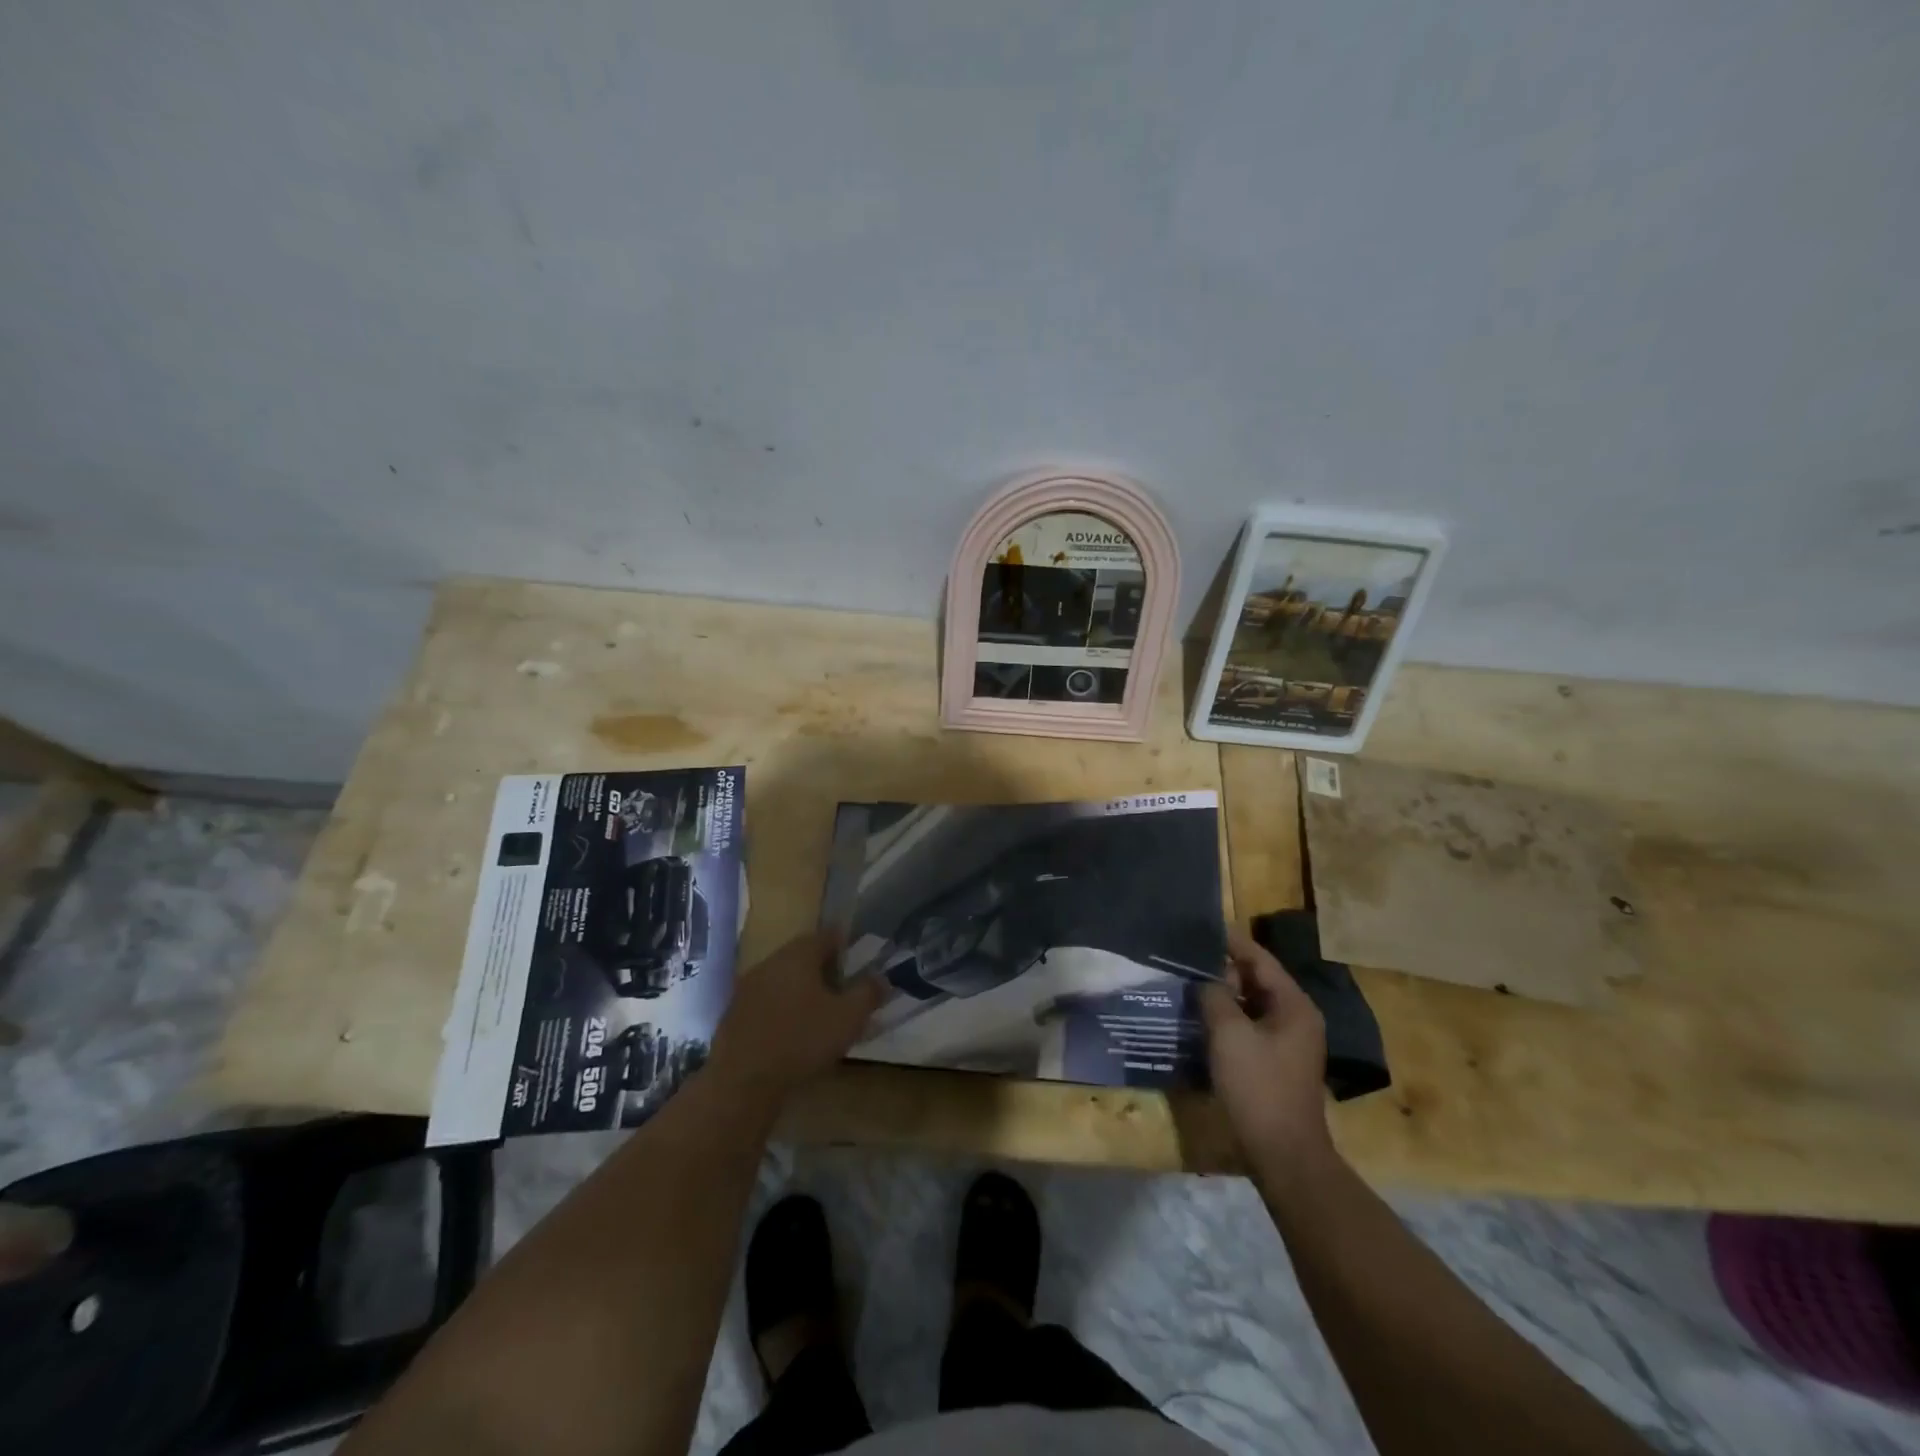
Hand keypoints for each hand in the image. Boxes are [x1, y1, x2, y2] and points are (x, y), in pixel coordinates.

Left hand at [709, 931, 883, 1106]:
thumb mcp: (849, 1017)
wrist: (742, 1081)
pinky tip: (792, 1034)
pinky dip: (783, 1010)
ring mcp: (748, 987)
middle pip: (803, 956)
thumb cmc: (802, 1040)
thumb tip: (881, 978)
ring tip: (820, 1015)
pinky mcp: (734, 1014)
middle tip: (844, 992)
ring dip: (802, 991)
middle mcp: (770, 962)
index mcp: (798, 954)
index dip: (847, 947)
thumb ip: (868, 993)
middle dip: (825, 970)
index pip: (827, 935)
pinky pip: (767, 1002)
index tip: (859, 965)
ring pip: (784, 979)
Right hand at [1201, 927, 1334, 1174]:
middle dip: (1222, 967)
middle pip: (1256, 979)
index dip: (1230, 941)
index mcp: (1294, 1005)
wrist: (1283, 1155)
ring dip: (1221, 994)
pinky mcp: (1275, 1062)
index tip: (1199, 927)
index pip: (1259, 959)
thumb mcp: (1229, 1034)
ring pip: (1250, 1004)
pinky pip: (1248, 1026)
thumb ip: (1214, 996)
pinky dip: (1226, 1017)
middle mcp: (1296, 1018)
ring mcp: (1287, 1042)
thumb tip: (1204, 979)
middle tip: (1185, 957)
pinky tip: (1199, 1017)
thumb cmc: (1258, 1087)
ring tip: (1186, 982)